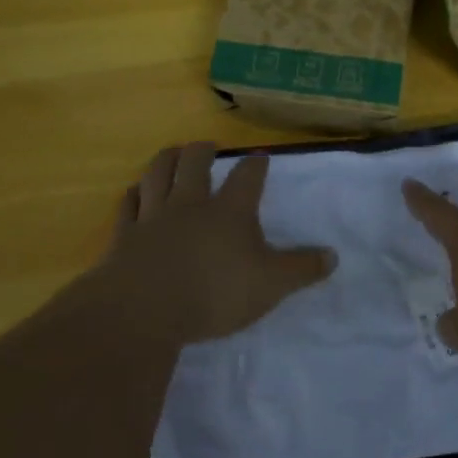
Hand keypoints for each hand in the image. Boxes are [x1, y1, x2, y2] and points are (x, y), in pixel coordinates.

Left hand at [98, 142, 335, 348]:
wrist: (145, 310)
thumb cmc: (215, 293)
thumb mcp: (271, 285)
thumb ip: (301, 269)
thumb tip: (332, 256)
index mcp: (230, 210)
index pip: (247, 176)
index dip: (256, 164)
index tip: (260, 157)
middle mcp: (191, 203)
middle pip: (195, 162)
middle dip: (204, 150)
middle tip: (208, 147)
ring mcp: (154, 216)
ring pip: (158, 174)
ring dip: (167, 159)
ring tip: (173, 153)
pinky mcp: (125, 235)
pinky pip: (128, 205)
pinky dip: (133, 195)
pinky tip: (134, 192)